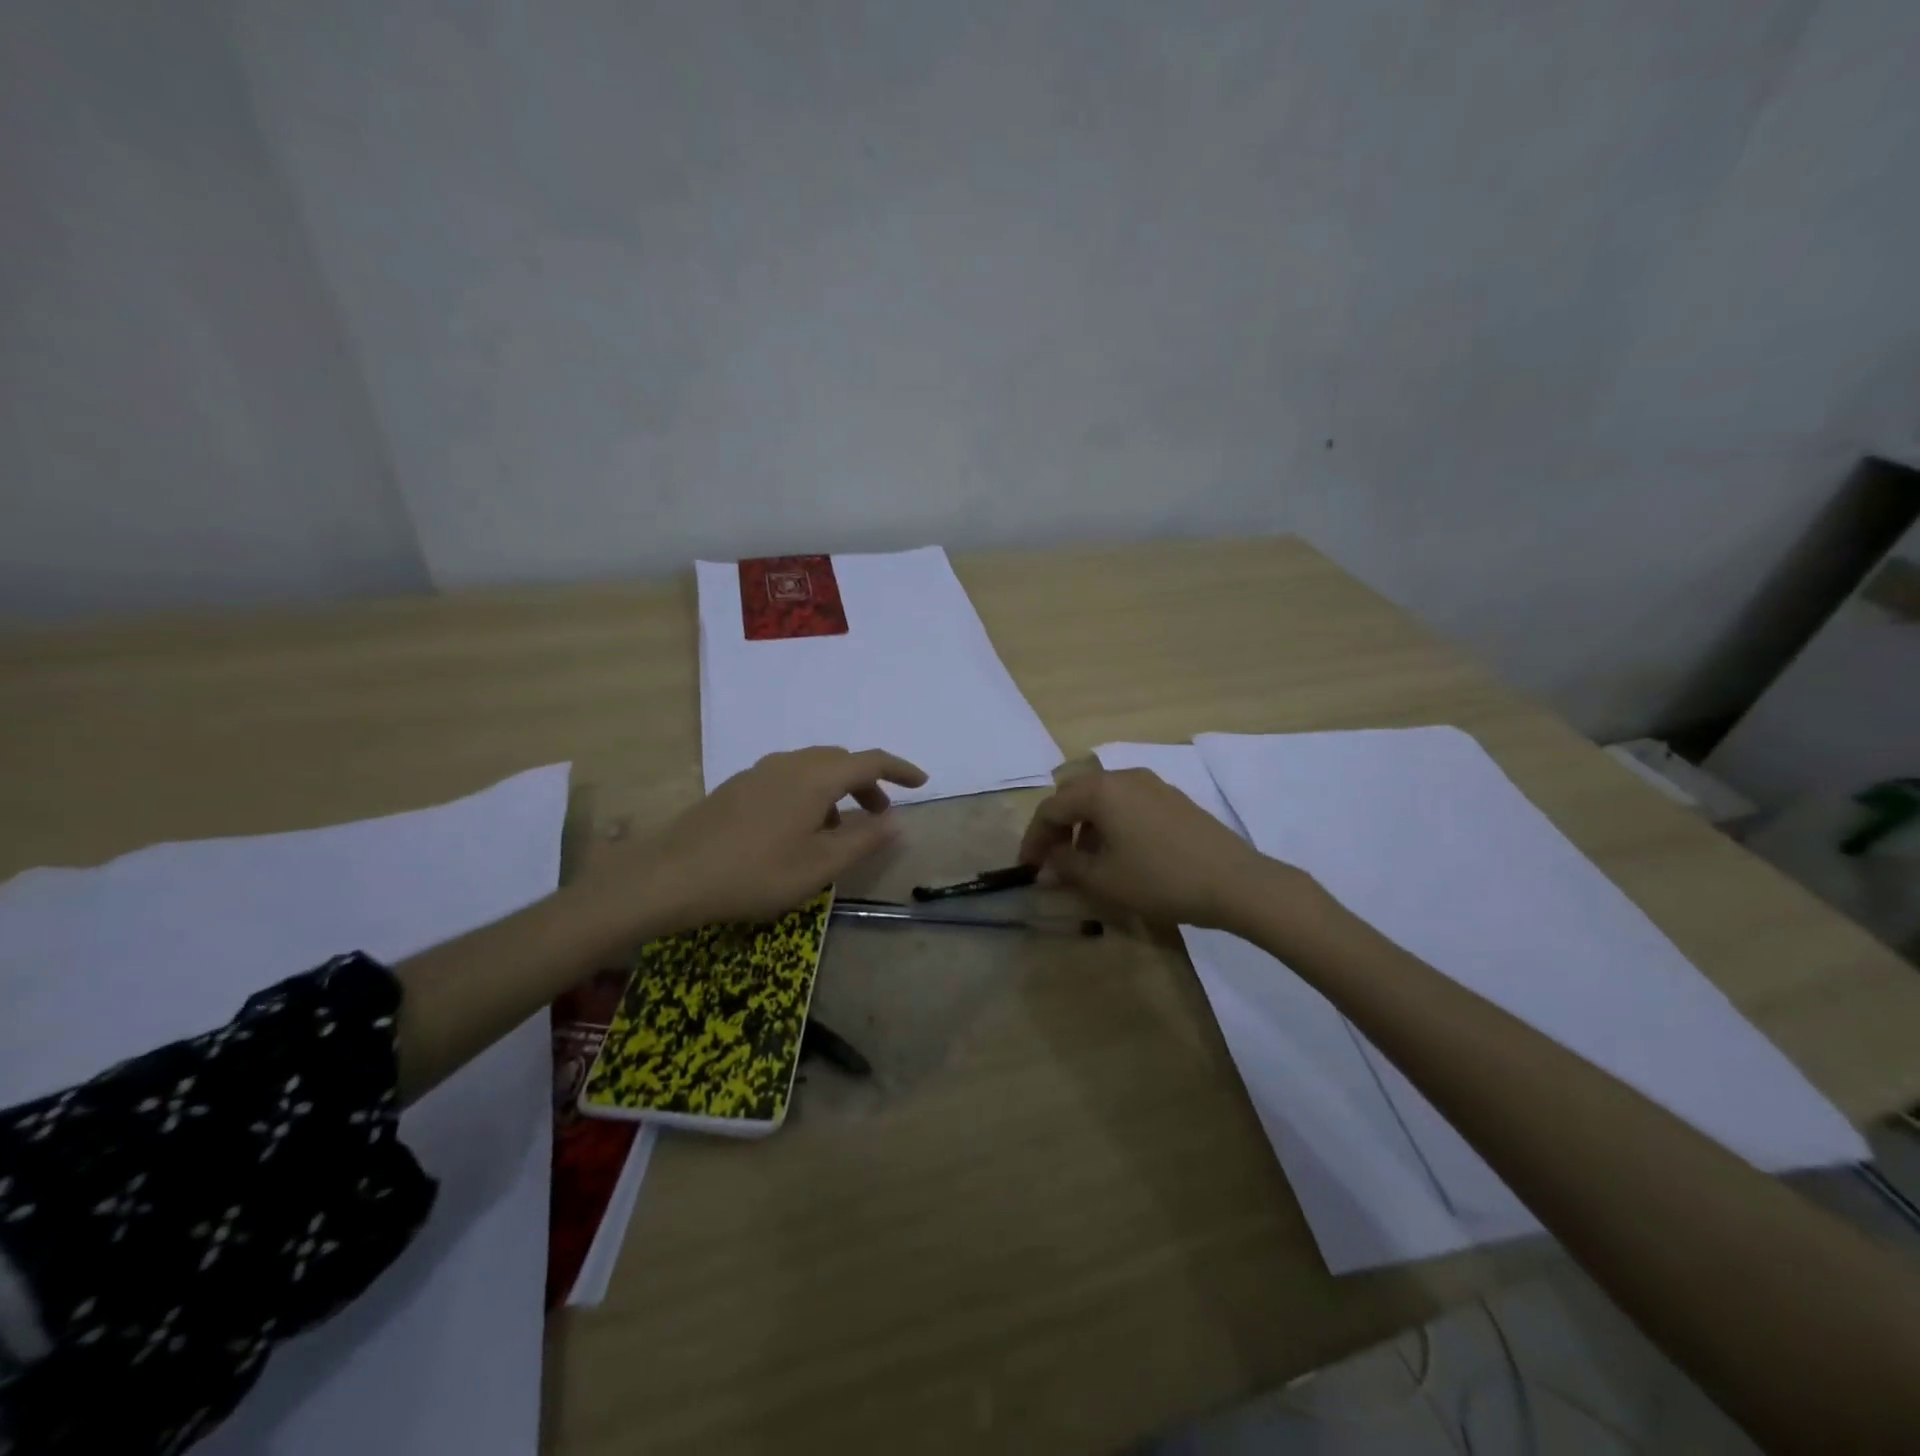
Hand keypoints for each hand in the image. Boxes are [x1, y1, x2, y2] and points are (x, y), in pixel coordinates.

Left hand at [615, 747, 926, 931]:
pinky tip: (798, 829)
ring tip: (839, 829)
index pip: (869, 761)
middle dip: (867, 784)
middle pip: (840, 761)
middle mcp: (789, 763)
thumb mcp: (819, 866)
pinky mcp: (737, 786)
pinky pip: (788, 778)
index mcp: (815, 777)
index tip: (921, 782)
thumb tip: (897, 822)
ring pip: (812, 769)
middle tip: (879, 816)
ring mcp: (759, 772)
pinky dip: (809, 794)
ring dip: (837, 790)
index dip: (900, 769)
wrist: (671, 876)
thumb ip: (864, 841)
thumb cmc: (755, 873)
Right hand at [1017, 766, 1299, 930]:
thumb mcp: (1104, 879)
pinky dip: (1111, 825)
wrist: (1235, 882)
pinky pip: (1127, 805)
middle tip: (1051, 862)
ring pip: (1103, 800)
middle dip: (1058, 829)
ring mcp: (1152, 785)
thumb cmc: (1160, 879)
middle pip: (1075, 796)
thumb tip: (1046, 865)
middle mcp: (1124, 776)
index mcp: (1101, 790)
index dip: (1033, 839)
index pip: (1051, 808)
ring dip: (1085, 828)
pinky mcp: (1173, 799)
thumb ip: (1066, 867)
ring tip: (1084, 863)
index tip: (1027, 868)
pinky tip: (1119, 855)